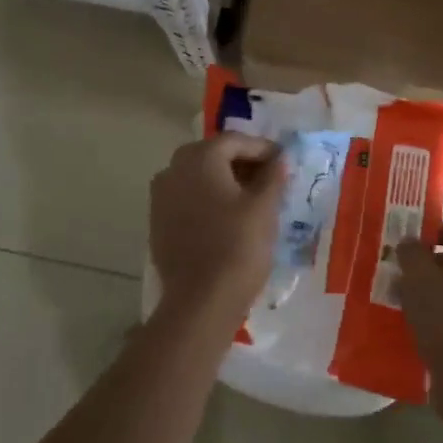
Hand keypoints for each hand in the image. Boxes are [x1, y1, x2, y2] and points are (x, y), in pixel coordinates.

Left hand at [149, 134, 286, 336]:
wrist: (200, 301)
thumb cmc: (238, 246)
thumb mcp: (264, 207)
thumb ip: (273, 176)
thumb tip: (279, 159)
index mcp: (199, 158)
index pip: (235, 141)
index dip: (262, 148)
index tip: (284, 161)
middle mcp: (173, 170)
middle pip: (213, 155)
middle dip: (242, 163)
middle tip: (269, 178)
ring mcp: (160, 197)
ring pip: (198, 178)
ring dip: (224, 182)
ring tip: (252, 199)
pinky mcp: (158, 222)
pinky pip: (187, 199)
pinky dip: (208, 200)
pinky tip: (228, 218)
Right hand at [395, 221, 442, 363]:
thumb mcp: (419, 272)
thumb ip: (411, 251)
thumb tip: (408, 243)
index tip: (430, 235)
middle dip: (430, 258)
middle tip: (404, 260)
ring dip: (423, 284)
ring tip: (395, 287)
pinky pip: (441, 310)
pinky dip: (423, 308)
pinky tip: (400, 312)